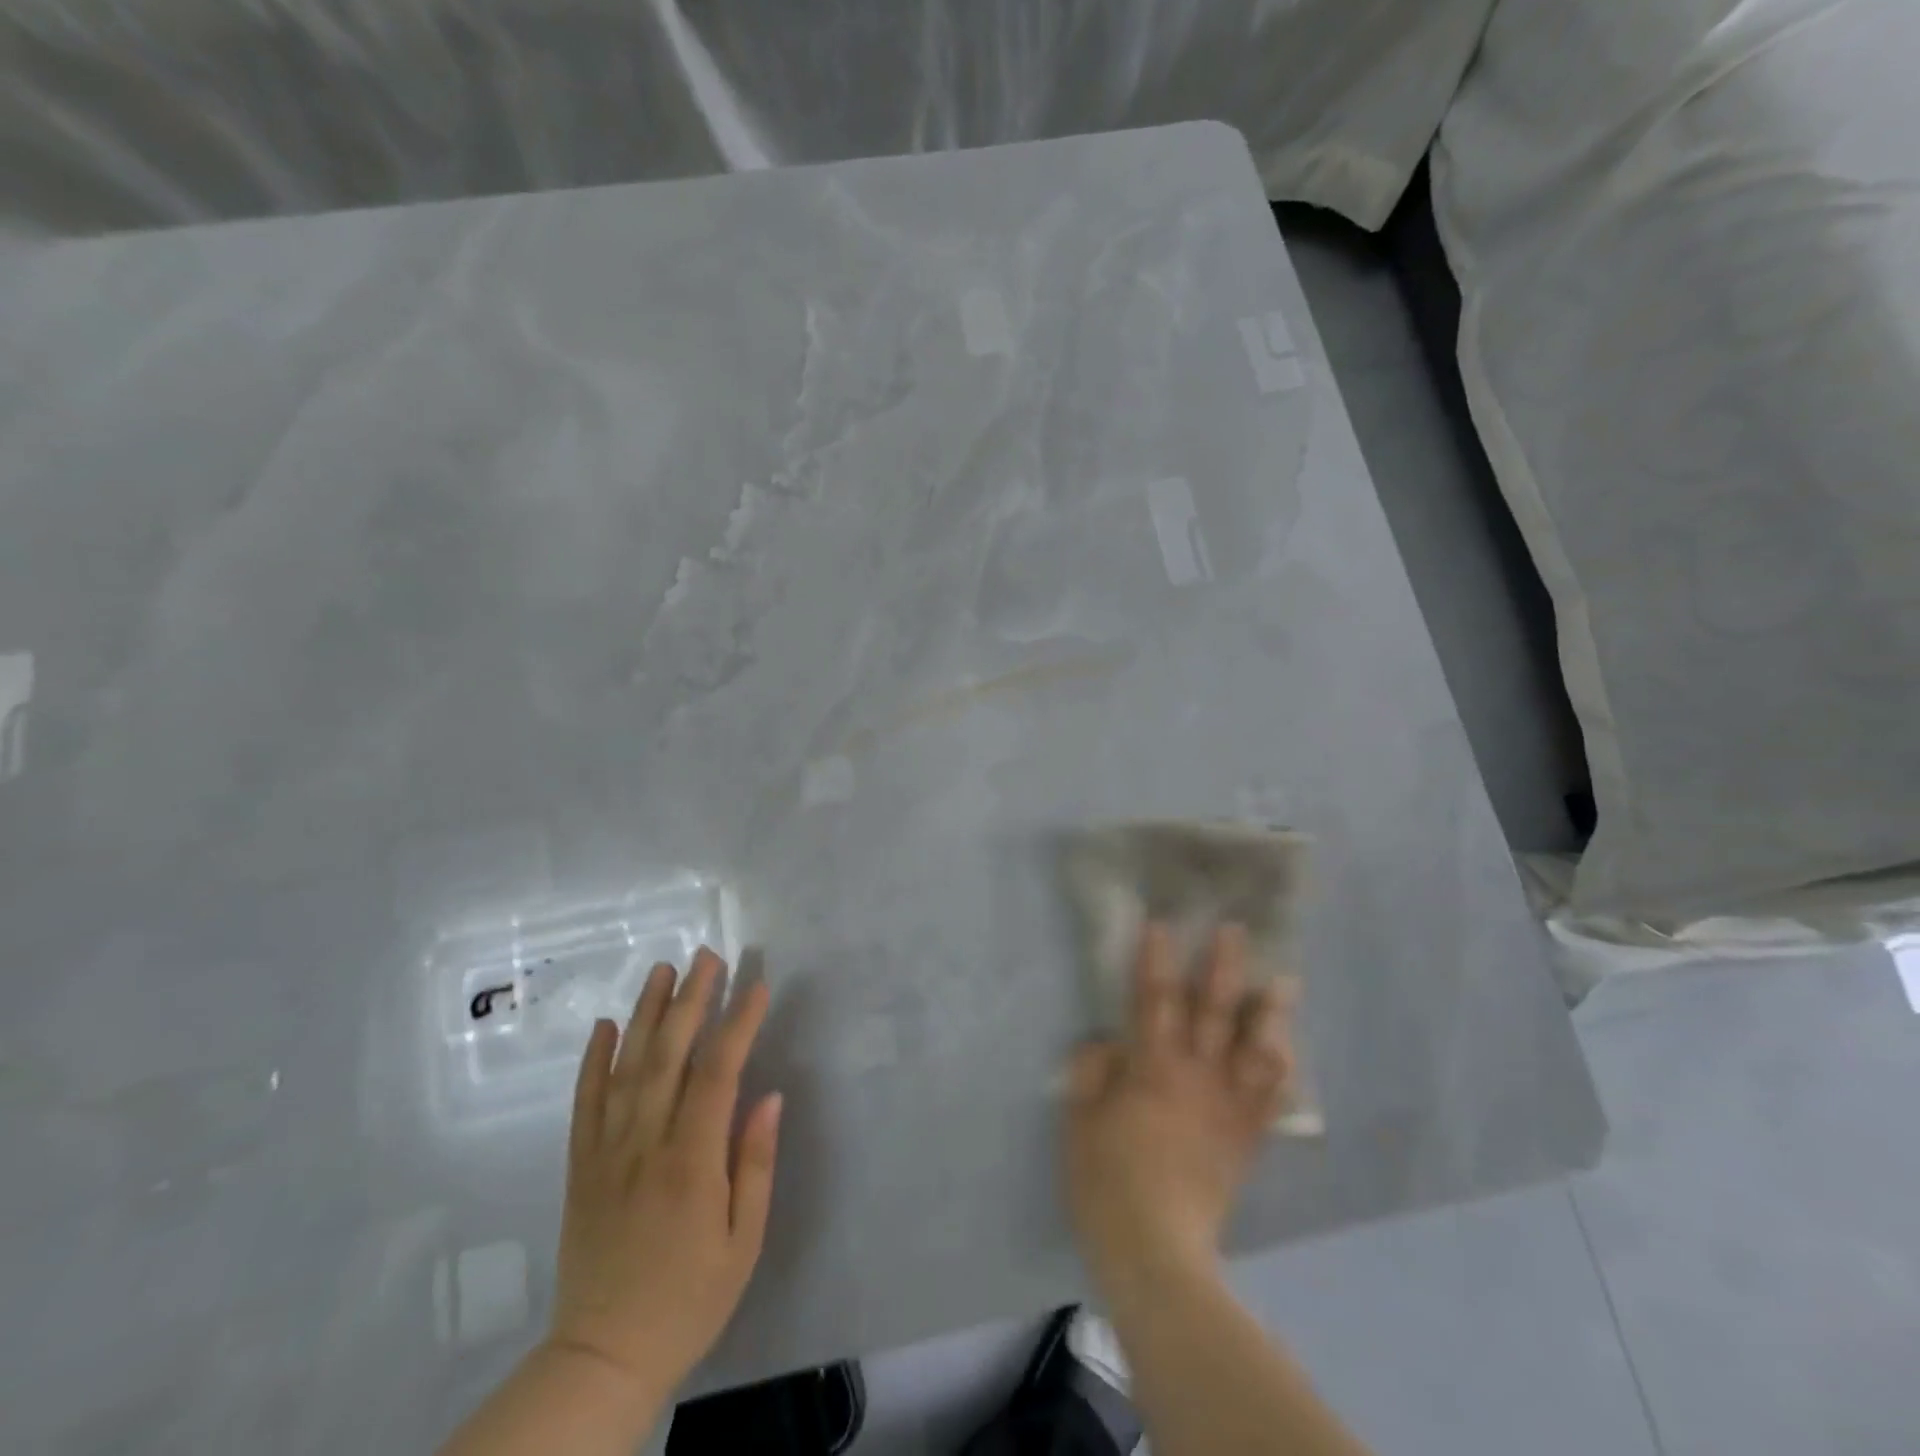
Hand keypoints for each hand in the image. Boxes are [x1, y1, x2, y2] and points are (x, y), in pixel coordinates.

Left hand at [545, 947, 782, 1409]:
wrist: (603, 1357)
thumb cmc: (689, 1297)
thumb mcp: (743, 1240)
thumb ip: (755, 1163)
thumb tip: (769, 1096)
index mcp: (691, 1161)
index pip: (717, 1073)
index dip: (737, 1023)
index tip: (756, 985)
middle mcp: (645, 1143)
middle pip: (667, 1055)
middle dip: (690, 999)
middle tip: (707, 956)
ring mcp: (606, 1151)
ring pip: (625, 1067)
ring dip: (645, 1013)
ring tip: (662, 968)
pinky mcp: (580, 1166)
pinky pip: (584, 1102)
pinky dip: (592, 1060)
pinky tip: (603, 1025)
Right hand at [1063, 923, 1295, 1296]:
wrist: (1155, 1251)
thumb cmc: (1106, 1178)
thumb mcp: (1079, 1118)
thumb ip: (1092, 1070)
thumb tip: (1109, 1042)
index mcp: (1152, 1066)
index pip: (1154, 998)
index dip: (1156, 958)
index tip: (1162, 922)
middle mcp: (1197, 1075)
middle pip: (1214, 1010)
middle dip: (1223, 967)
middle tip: (1236, 930)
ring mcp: (1227, 1107)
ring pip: (1256, 1049)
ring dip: (1271, 1012)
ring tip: (1285, 982)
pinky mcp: (1246, 1139)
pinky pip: (1272, 1097)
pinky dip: (1282, 1069)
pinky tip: (1288, 1049)